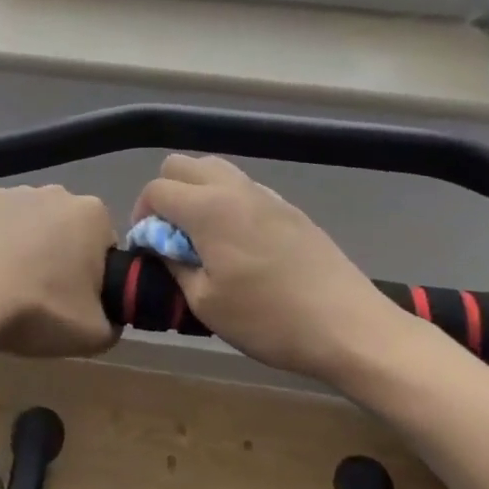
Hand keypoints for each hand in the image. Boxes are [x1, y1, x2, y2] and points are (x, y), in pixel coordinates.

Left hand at [0, 185, 120, 358]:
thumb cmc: (38, 309)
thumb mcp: (94, 336)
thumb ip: (113, 323)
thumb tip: (108, 317)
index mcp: (92, 214)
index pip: (104, 245)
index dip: (94, 276)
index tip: (76, 302)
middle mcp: (57, 192)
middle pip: (67, 229)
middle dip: (61, 256)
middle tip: (45, 299)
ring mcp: (14, 193)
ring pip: (31, 224)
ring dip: (27, 247)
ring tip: (9, 288)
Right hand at [133, 155, 396, 383]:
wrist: (346, 324)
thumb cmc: (268, 319)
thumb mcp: (206, 304)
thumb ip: (174, 265)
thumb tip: (161, 246)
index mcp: (208, 208)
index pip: (157, 190)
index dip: (142, 215)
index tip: (148, 247)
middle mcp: (234, 188)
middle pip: (182, 165)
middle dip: (165, 193)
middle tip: (169, 234)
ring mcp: (265, 193)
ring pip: (215, 169)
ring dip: (196, 192)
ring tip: (202, 236)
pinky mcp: (288, 207)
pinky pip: (243, 187)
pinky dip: (226, 201)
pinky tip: (238, 242)